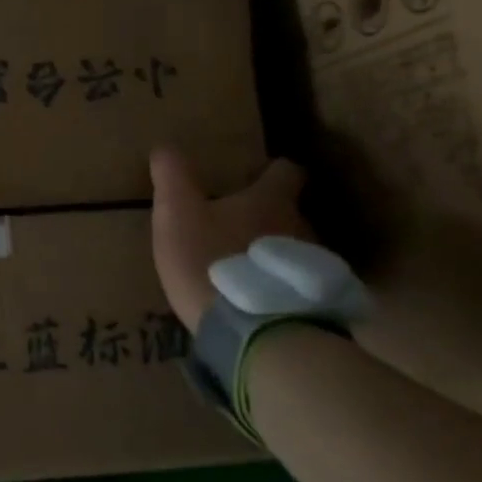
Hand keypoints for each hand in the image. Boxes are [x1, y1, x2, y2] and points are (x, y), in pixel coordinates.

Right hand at [150, 148, 309, 331]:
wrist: (256, 333)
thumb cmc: (212, 261)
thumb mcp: (177, 214)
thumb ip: (172, 177)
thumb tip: (165, 147)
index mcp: (270, 200)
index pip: (286, 171)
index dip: (273, 170)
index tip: (257, 174)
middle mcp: (301, 227)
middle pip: (291, 211)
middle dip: (268, 215)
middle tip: (238, 225)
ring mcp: (313, 268)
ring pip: (295, 249)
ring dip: (274, 253)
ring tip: (246, 267)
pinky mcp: (316, 304)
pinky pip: (297, 285)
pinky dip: (281, 285)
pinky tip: (258, 300)